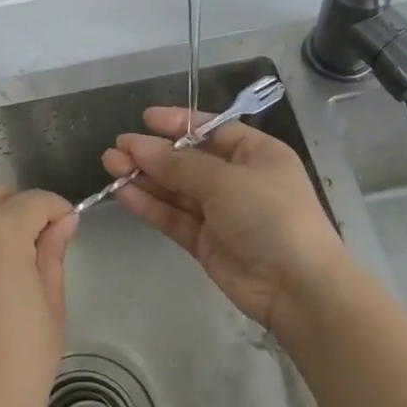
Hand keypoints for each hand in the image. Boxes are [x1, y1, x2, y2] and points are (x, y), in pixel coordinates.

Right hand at [103, 107, 346, 332]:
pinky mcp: (207, 242)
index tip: (145, 119)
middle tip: (116, 148)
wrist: (297, 287)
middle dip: (153, 153)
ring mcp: (222, 213)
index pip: (211, 130)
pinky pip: (174, 217)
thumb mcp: (224, 180)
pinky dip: (150, 205)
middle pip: (188, 160)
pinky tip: (123, 193)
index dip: (178, 123)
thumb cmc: (269, 215)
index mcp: (255, 153)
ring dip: (145, 177)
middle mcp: (238, 179)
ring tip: (110, 165)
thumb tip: (137, 146)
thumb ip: (178, 165)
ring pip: (176, 189)